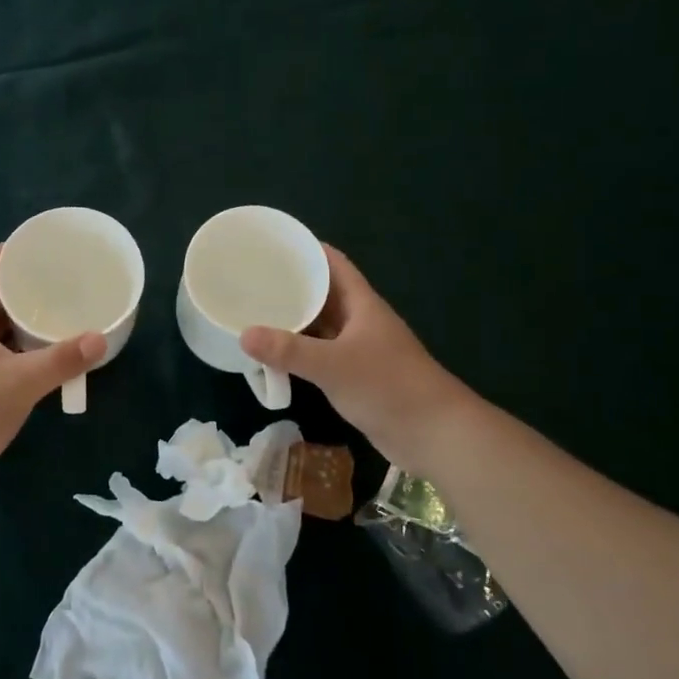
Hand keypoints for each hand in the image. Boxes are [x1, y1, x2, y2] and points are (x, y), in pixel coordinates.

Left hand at [0, 246, 104, 485]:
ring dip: (24, 322)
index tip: (41, 244)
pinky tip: (42, 358)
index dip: (12, 252)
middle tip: (62, 282)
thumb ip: (61, 360)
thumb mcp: (21, 381)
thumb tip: (99, 338)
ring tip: (59, 315)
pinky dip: (21, 350)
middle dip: (26, 288)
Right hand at [240, 245, 470, 475]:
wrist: (434, 434)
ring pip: (321, 325)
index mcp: (362, 304)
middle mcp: (360, 320)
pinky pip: (321, 354)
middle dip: (291, 286)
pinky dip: (299, 351)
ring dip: (294, 320)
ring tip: (255, 312)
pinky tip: (275, 355)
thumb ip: (289, 351)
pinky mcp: (356, 376)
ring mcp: (359, 349)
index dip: (306, 249)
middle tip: (252, 280)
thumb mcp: (333, 365)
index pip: (333, 263)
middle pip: (323, 293)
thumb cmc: (388, 386)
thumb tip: (244, 334)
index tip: (272, 244)